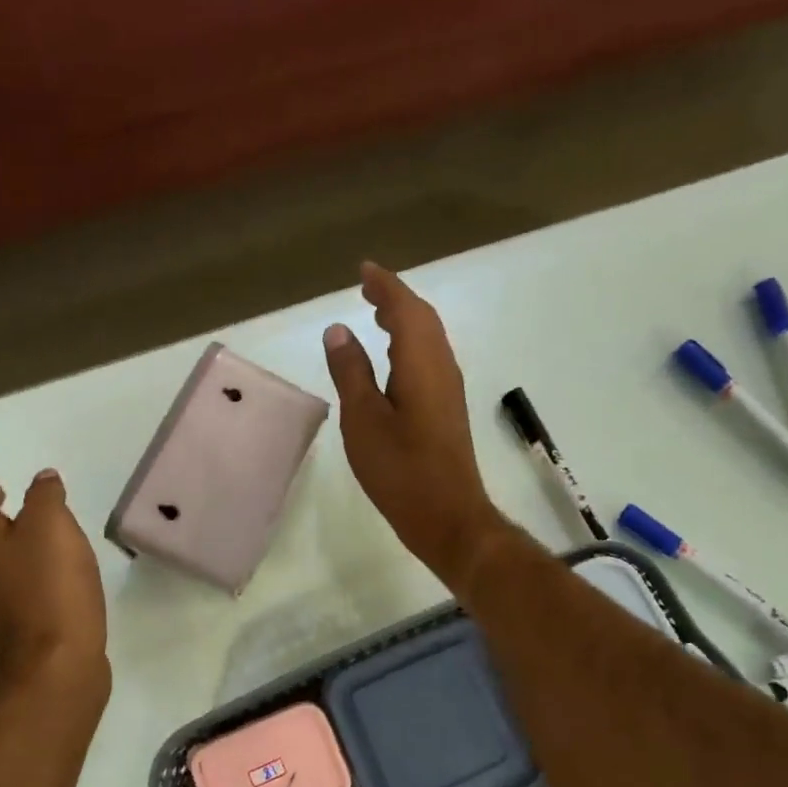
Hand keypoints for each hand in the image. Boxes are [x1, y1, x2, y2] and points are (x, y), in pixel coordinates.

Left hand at [0, 468, 109, 706]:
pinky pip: (8, 579)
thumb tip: (41, 480)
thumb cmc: (49, 584)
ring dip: (5, 537)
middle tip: (10, 494)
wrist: (58, 661)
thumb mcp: (52, 524)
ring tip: (34, 526)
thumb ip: (45, 496)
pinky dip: (21, 563)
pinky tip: (47, 564)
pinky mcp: (10, 620)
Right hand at [323, 263, 509, 586]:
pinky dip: (410, 344)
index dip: (385, 286)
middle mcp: (441, 367)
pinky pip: (429, 359)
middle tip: (368, 288)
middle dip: (396, 299)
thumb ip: (351, 371)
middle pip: (422, 319)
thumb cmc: (400, 469)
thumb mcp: (363, 419)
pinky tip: (393, 360)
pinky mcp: (446, 409)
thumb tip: (339, 329)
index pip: (405, 309)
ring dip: (405, 320)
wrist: (448, 516)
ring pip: (429, 339)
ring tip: (377, 313)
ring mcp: (448, 389)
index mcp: (420, 363)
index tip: (364, 270)